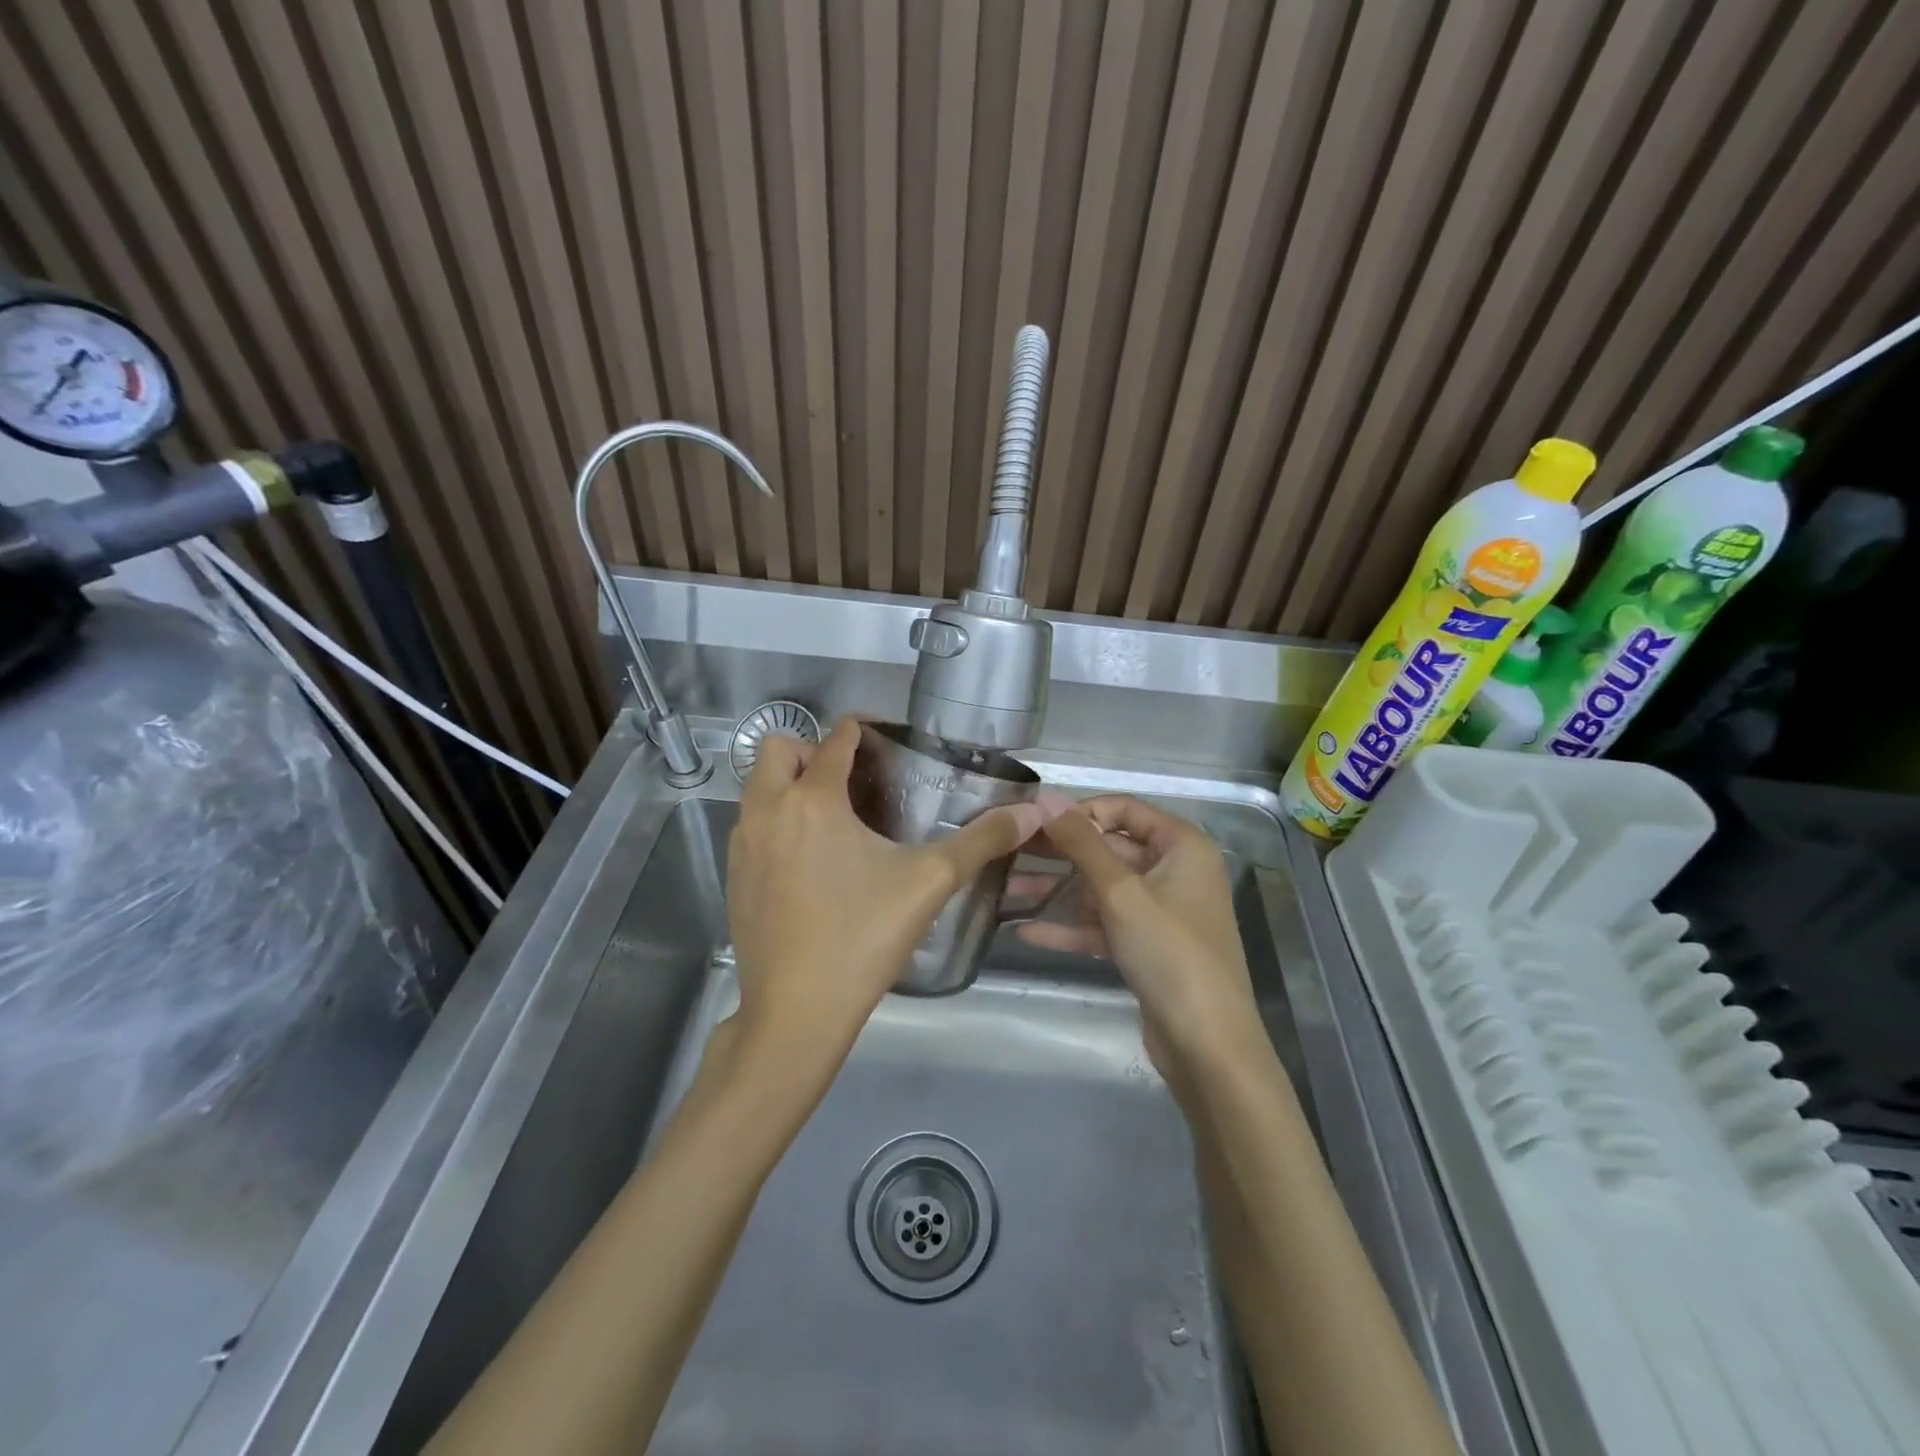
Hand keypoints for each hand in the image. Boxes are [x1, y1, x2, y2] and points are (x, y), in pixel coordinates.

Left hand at [725, 718, 1054, 1079]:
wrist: (796, 1012)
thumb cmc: (863, 937)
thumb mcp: (930, 883)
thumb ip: (982, 840)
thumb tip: (1033, 813)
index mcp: (813, 800)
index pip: (835, 739)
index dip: (862, 730)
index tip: (887, 741)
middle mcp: (767, 810)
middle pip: (779, 750)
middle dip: (812, 750)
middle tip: (853, 779)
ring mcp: (742, 844)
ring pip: (757, 788)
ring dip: (789, 784)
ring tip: (834, 816)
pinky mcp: (733, 876)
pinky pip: (750, 824)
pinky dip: (774, 820)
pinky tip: (808, 860)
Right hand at [1017, 796, 1263, 1089]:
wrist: (1207, 1044)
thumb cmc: (1170, 952)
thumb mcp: (1120, 892)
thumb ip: (1081, 843)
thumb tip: (1045, 798)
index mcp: (1181, 846)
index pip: (1124, 808)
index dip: (1080, 811)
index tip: (1035, 823)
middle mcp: (1173, 871)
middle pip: (1108, 848)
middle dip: (1059, 852)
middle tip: (1009, 852)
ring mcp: (1160, 911)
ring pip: (1101, 889)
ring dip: (1056, 890)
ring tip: (1005, 890)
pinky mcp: (1146, 946)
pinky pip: (1103, 924)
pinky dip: (1070, 926)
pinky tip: (1026, 931)